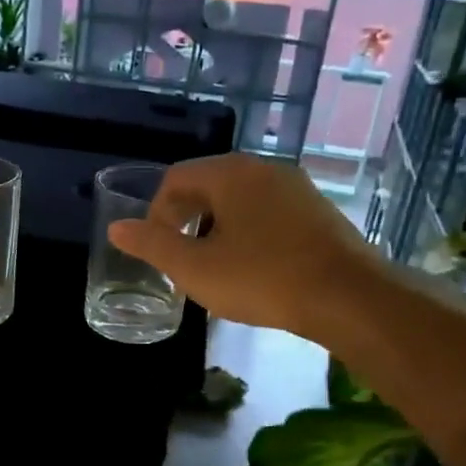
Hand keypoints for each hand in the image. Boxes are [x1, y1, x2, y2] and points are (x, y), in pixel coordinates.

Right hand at [109, 154, 365, 334]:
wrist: (347, 296)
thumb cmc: (261, 278)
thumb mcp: (195, 268)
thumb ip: (152, 246)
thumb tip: (117, 228)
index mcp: (230, 174)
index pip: (176, 178)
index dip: (156, 213)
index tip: (157, 250)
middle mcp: (264, 169)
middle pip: (208, 185)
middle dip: (186, 220)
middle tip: (181, 260)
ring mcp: (296, 188)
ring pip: (239, 200)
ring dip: (216, 228)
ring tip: (215, 268)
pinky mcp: (317, 211)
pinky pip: (268, 213)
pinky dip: (248, 233)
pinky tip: (253, 268)